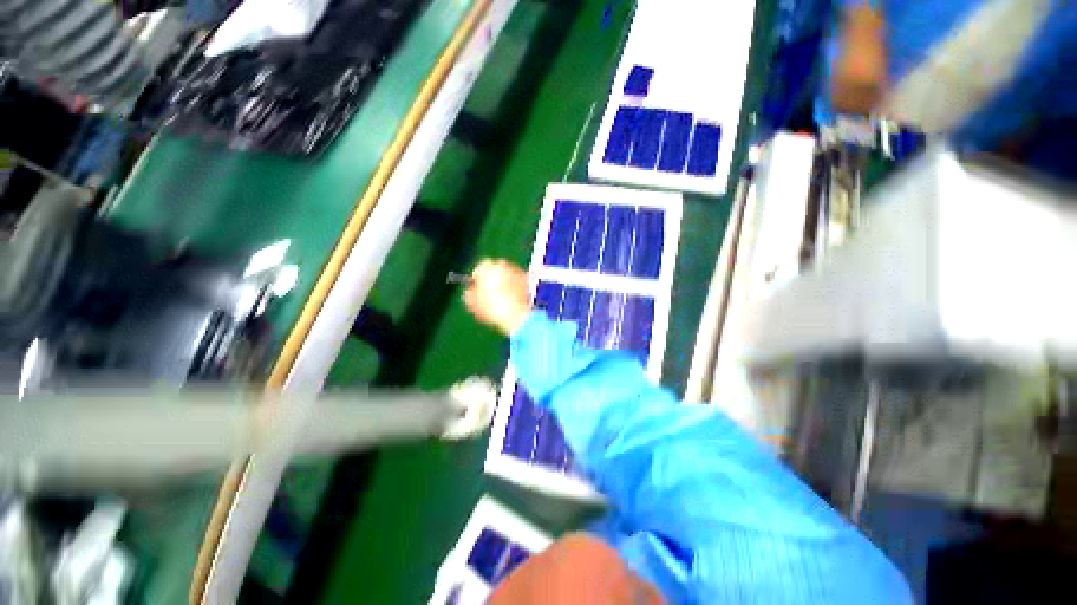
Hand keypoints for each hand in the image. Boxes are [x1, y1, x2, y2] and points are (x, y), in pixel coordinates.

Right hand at [463, 259, 531, 335]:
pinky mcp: (528, 279)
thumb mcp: (472, 304)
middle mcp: (502, 263)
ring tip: (504, 301)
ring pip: (507, 275)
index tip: (478, 294)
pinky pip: (518, 282)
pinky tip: (515, 301)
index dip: (477, 283)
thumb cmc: (492, 307)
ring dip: (505, 284)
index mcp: (486, 266)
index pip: (478, 271)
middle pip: (494, 271)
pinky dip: (516, 288)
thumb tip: (469, 292)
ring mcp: (517, 270)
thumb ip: (468, 295)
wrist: (518, 314)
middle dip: (493, 281)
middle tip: (491, 297)